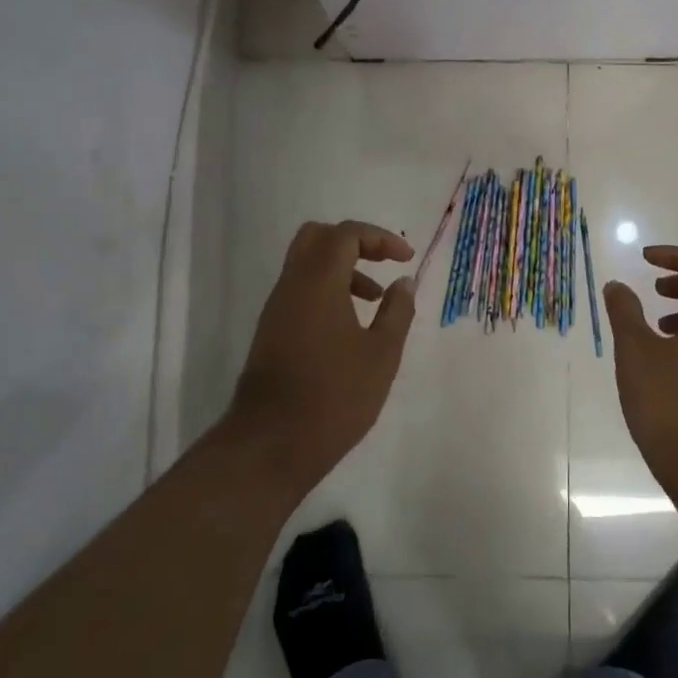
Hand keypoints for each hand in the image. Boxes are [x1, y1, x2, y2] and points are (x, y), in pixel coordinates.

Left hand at [228, 219, 416, 496]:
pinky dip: (327, 291)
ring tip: (375, 301)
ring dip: (342, 270)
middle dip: (355, 243)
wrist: (270, 444)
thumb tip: (404, 282)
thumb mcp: (381, 354)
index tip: (407, 258)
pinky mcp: (270, 332)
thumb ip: (397, 311)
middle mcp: (291, 286)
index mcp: (318, 282)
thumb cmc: (334, 395)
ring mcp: (276, 309)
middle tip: (384, 263)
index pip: (346, 234)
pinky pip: (300, 291)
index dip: (380, 238)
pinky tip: (350, 327)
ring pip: (307, 265)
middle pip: (318, 238)